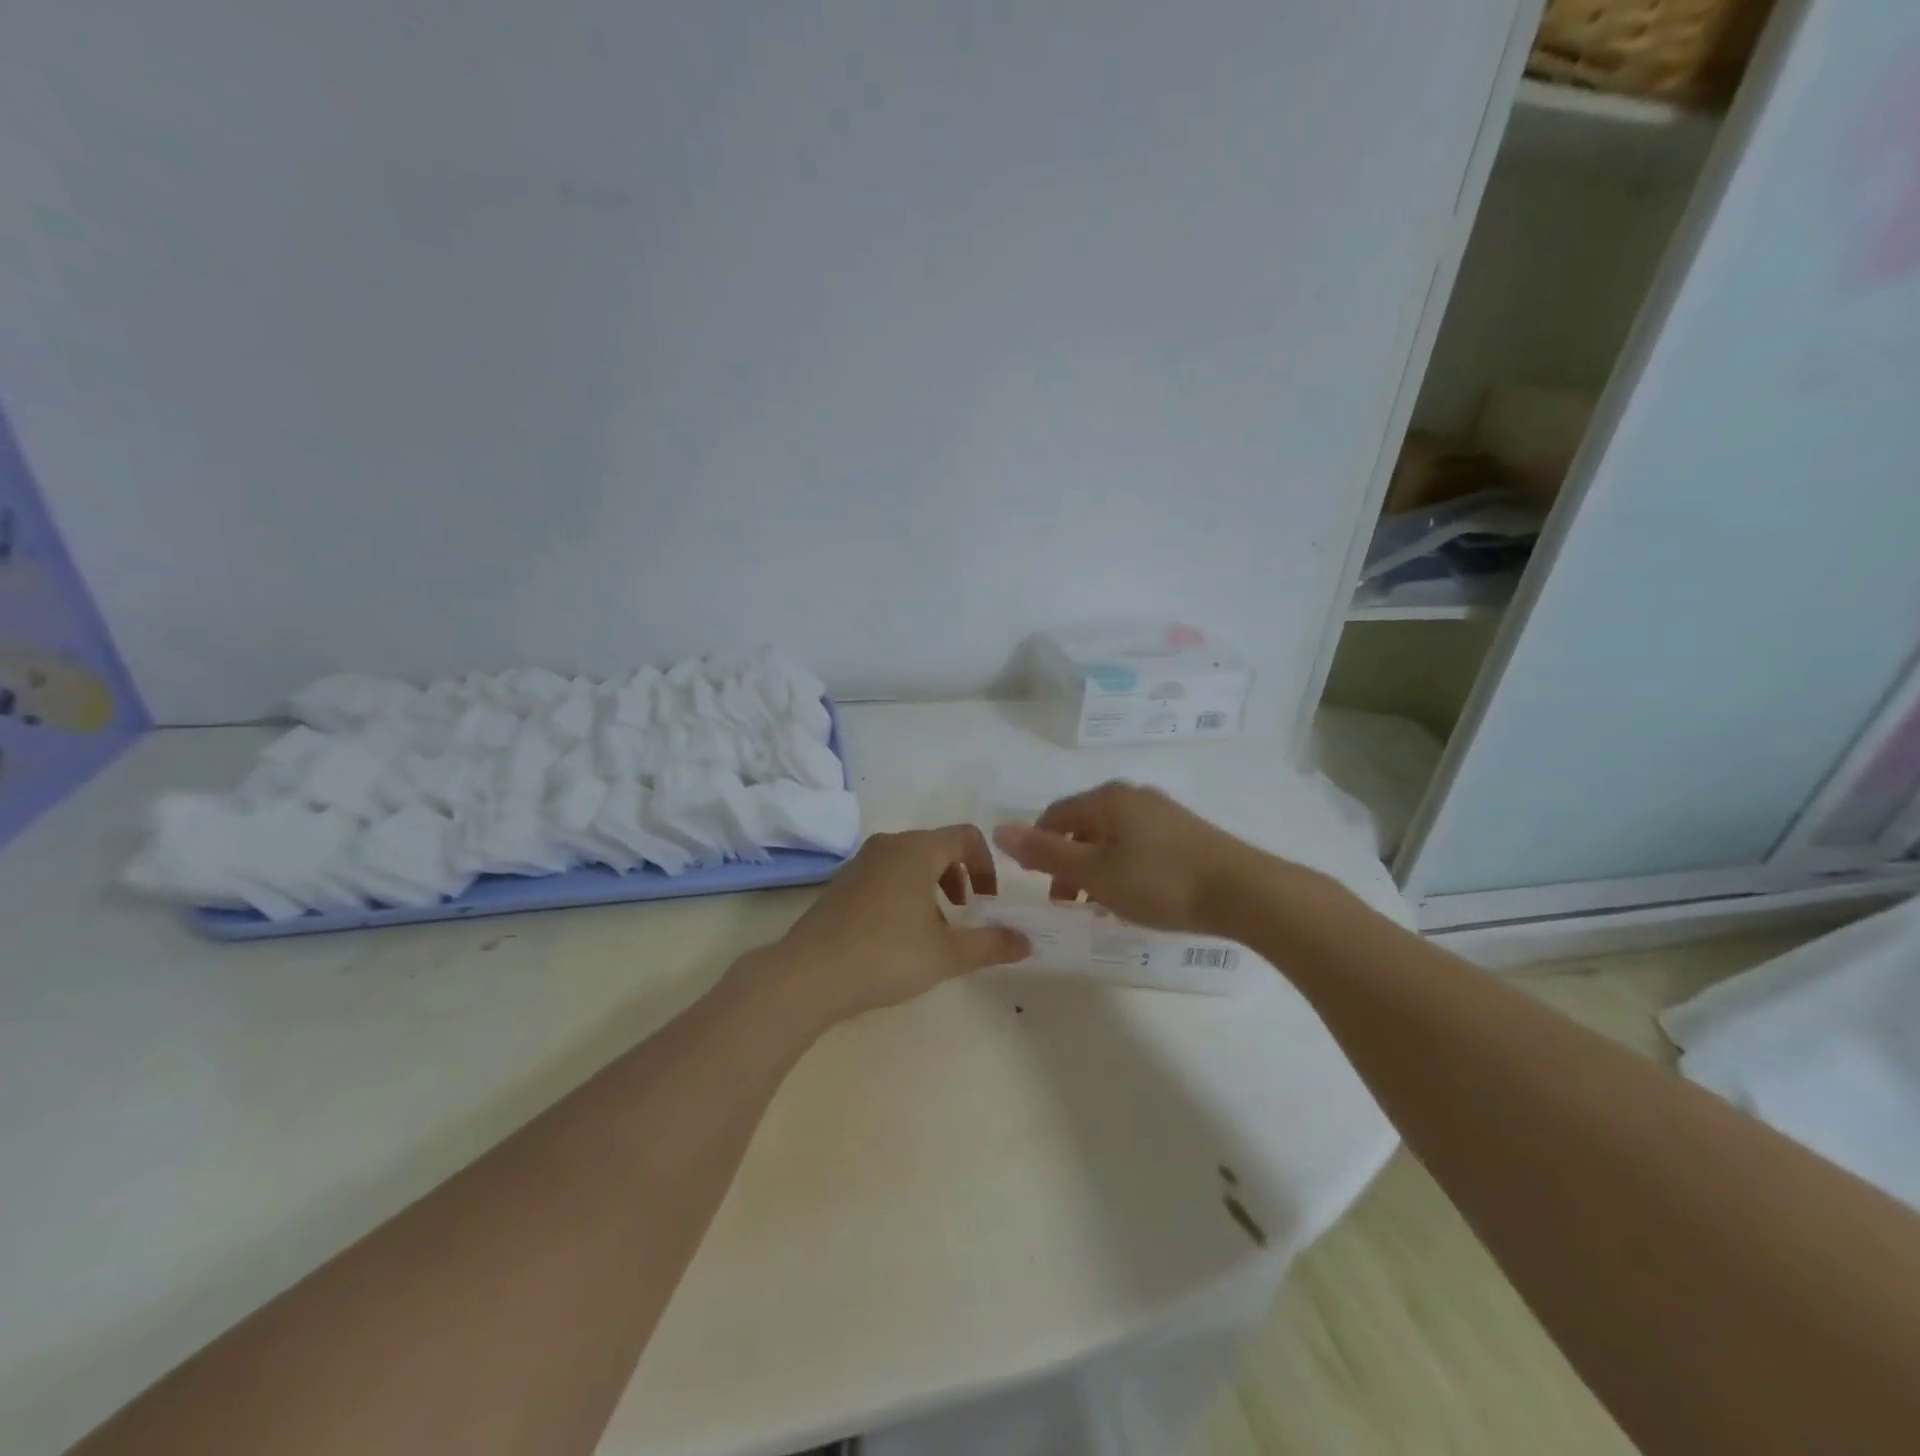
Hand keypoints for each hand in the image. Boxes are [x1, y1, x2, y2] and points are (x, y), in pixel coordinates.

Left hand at [760, 826, 1030, 1026]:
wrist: (809, 974)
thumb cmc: (886, 955)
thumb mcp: (947, 954)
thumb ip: (991, 944)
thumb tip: (1026, 942)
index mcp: (917, 849)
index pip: (966, 836)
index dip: (986, 866)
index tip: (987, 902)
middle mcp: (889, 845)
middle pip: (937, 846)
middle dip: (960, 877)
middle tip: (965, 913)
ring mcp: (860, 862)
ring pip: (910, 861)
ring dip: (932, 886)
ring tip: (933, 929)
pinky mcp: (841, 883)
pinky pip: (885, 875)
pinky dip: (904, 892)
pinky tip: (898, 936)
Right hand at [992, 781, 1258, 934]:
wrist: (1243, 891)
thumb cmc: (1159, 882)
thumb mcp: (1094, 873)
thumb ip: (1045, 853)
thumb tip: (998, 830)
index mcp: (1105, 799)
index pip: (1054, 815)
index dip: (1039, 847)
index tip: (1043, 887)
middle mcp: (1132, 795)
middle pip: (1083, 825)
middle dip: (1069, 862)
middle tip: (1070, 903)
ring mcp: (1162, 811)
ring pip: (1112, 836)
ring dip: (1096, 867)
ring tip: (1102, 905)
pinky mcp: (1185, 830)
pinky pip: (1138, 843)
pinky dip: (1124, 866)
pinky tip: (1137, 894)